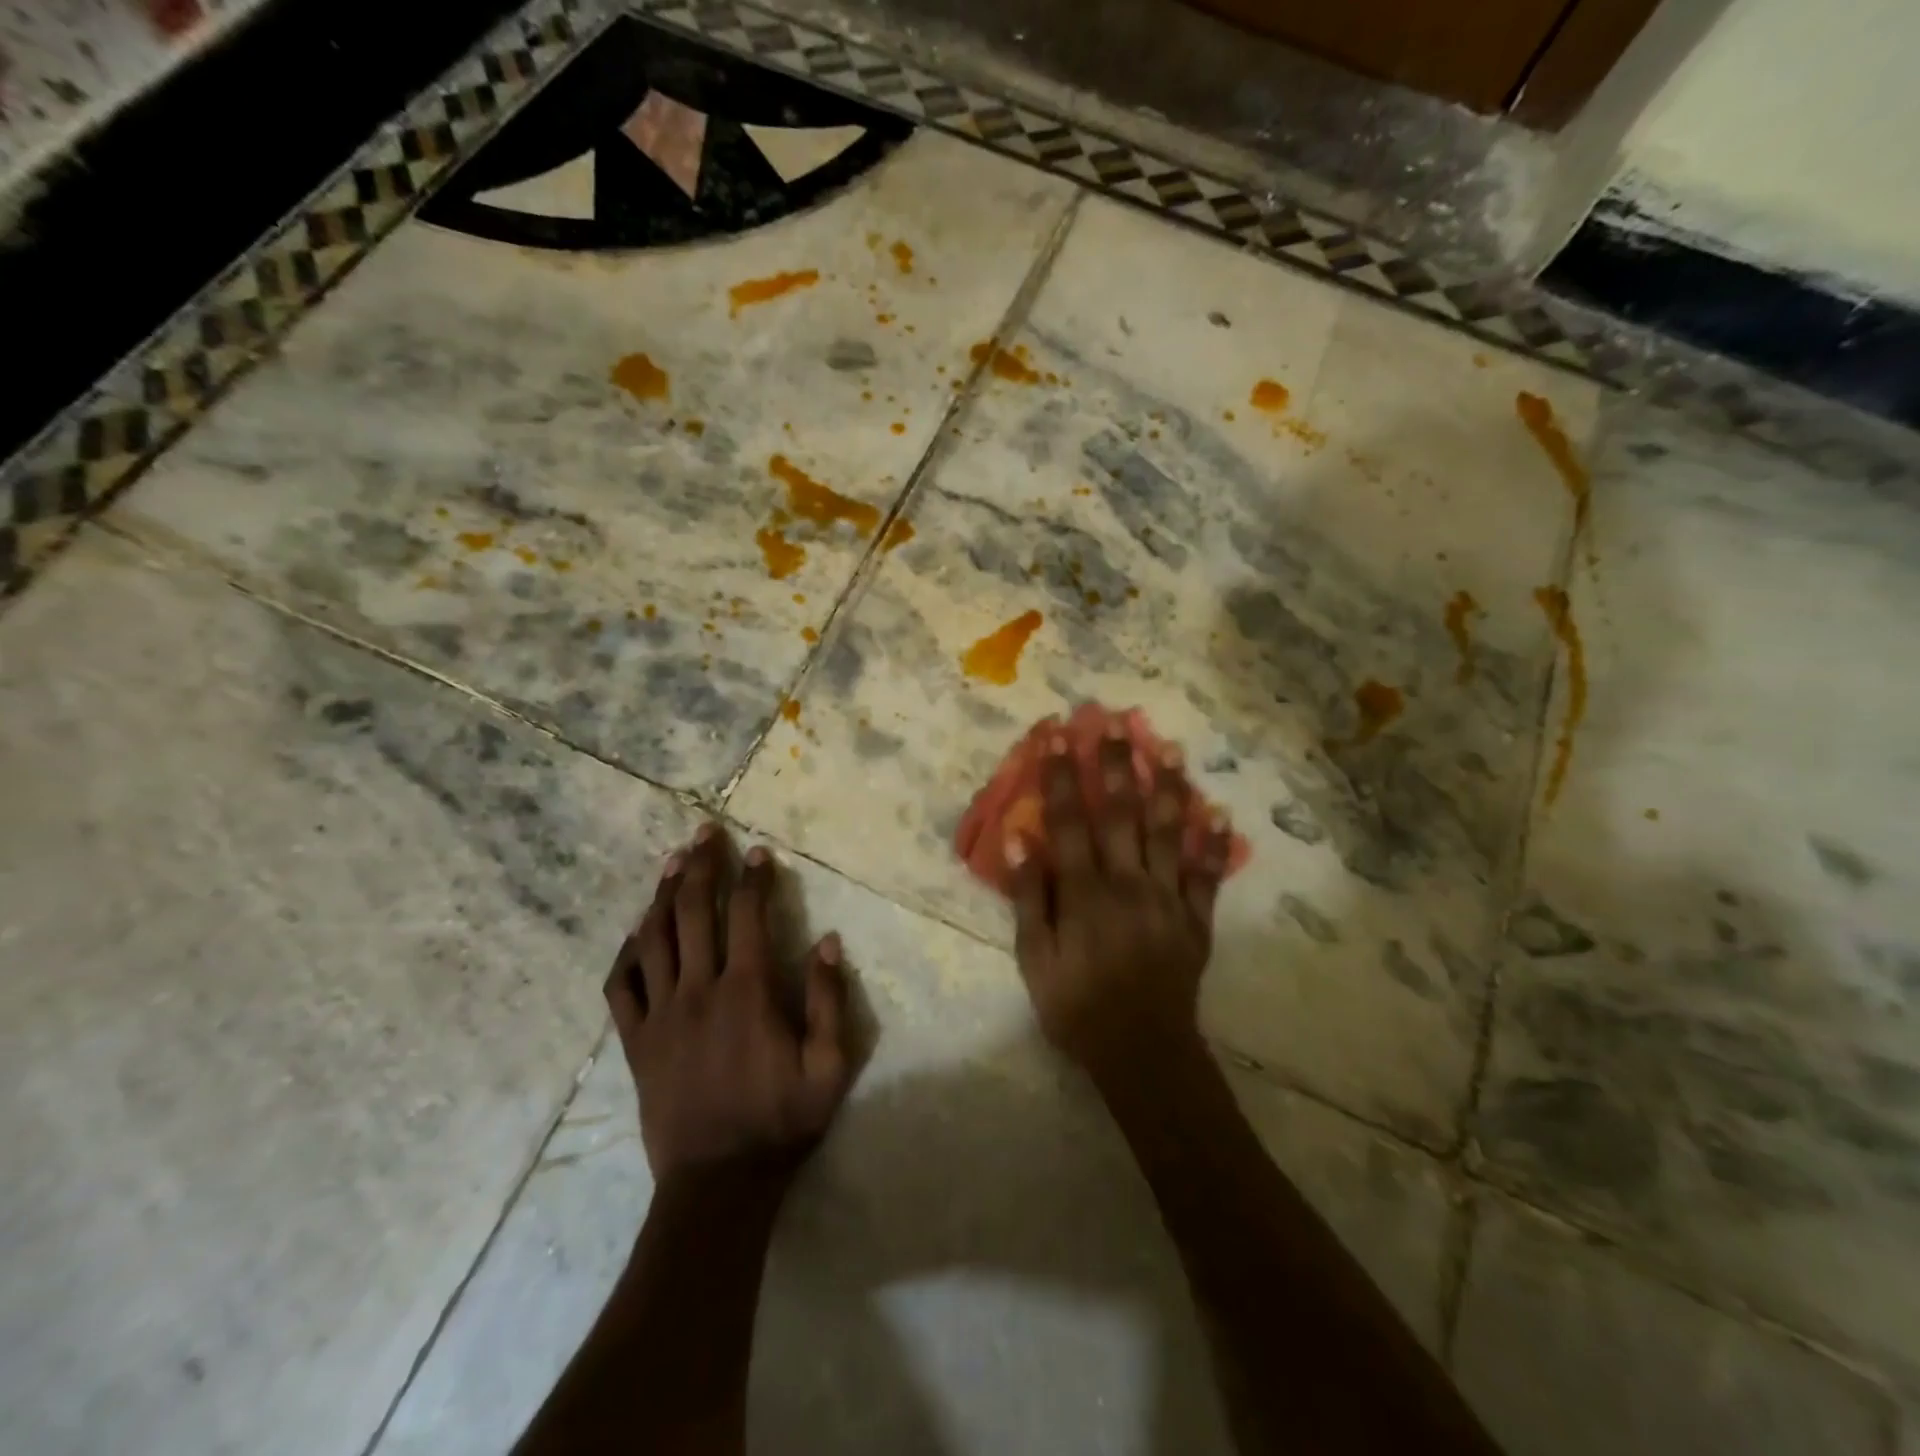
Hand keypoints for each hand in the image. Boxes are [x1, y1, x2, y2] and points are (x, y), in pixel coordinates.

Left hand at [603, 824, 854, 1180]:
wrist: (718, 1185)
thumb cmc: (780, 1122)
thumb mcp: (829, 1066)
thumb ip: (828, 1000)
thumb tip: (827, 940)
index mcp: (746, 992)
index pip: (747, 915)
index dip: (753, 878)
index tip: (758, 851)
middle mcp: (699, 990)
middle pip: (693, 912)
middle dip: (701, 866)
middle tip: (705, 832)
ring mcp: (660, 1015)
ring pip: (654, 939)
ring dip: (663, 895)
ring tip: (672, 862)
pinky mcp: (636, 1042)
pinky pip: (622, 986)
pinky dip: (627, 952)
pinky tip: (636, 932)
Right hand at [1006, 726, 1234, 1080]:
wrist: (1142, 1052)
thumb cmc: (1077, 1007)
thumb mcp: (1035, 960)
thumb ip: (1028, 899)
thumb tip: (1019, 841)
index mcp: (1085, 892)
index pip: (1070, 821)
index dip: (1062, 775)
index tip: (1057, 735)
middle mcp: (1129, 883)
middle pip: (1121, 813)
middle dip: (1114, 764)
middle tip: (1112, 723)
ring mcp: (1169, 898)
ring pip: (1169, 832)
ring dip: (1167, 787)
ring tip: (1168, 748)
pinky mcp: (1197, 919)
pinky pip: (1207, 874)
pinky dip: (1214, 842)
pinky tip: (1219, 811)